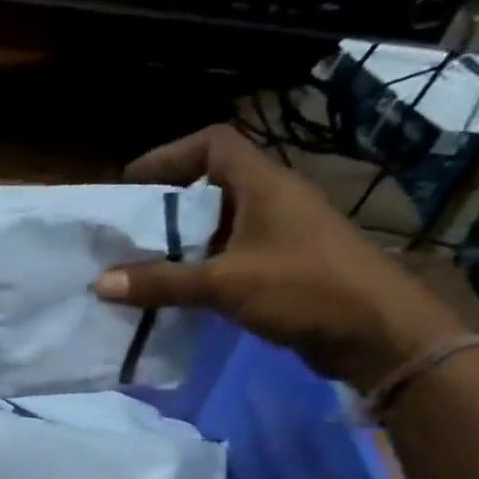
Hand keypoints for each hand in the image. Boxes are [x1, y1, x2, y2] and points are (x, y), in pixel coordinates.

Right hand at [94, 125, 466, 388]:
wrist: (378, 334)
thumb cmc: (305, 290)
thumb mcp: (226, 284)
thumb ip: (163, 282)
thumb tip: (100, 283)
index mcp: (264, 185)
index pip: (214, 144)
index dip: (170, 155)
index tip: (132, 183)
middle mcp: (272, 201)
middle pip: (211, 187)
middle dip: (166, 207)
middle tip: (127, 232)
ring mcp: (280, 235)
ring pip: (219, 226)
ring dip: (182, 243)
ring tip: (141, 265)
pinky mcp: (284, 267)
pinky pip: (230, 257)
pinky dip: (201, 269)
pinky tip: (176, 294)